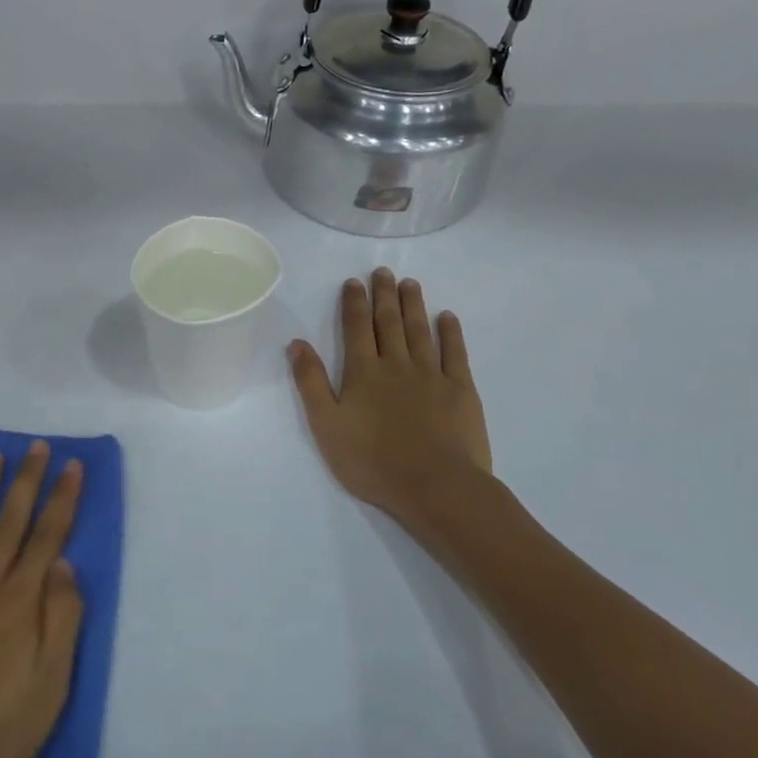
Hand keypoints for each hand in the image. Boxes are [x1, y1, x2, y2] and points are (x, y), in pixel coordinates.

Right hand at [288, 269, 494, 529]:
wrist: (434, 485)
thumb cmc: (372, 461)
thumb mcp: (326, 425)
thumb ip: (311, 382)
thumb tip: (297, 343)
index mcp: (363, 373)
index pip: (356, 328)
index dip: (354, 303)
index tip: (354, 281)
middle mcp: (396, 364)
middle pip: (389, 323)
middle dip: (384, 295)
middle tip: (383, 271)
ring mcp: (432, 375)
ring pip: (420, 331)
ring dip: (413, 305)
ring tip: (410, 283)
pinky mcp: (461, 390)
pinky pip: (455, 353)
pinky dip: (450, 332)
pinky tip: (447, 317)